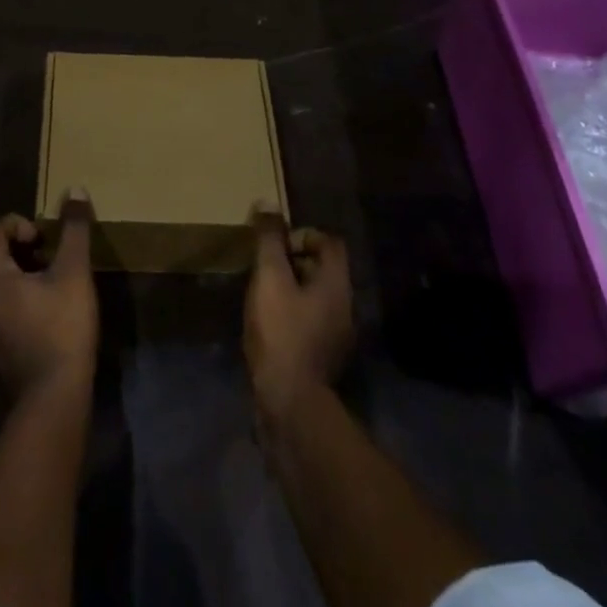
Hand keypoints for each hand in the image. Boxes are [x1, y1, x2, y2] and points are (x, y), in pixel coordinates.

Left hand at [0, 196, 97, 402]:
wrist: (51, 401)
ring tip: (46, 281)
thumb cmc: (61, 329)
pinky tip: (39, 310)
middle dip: (16, 247)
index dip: (17, 224)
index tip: (44, 239)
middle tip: (46, 256)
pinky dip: (9, 296)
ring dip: (13, 271)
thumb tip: (75, 189)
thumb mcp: (74, 273)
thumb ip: (74, 229)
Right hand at [244, 205, 353, 418]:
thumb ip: (269, 240)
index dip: (303, 235)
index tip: (276, 245)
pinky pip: (310, 322)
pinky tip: (268, 324)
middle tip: (264, 267)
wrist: (290, 403)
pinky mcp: (323, 359)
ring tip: (262, 294)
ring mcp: (337, 336)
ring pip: (315, 296)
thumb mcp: (270, 277)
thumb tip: (267, 204)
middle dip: (293, 261)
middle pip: (323, 268)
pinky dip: (292, 314)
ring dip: (291, 289)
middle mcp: (345, 306)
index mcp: (337, 284)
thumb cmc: (281, 331)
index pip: (330, 242)